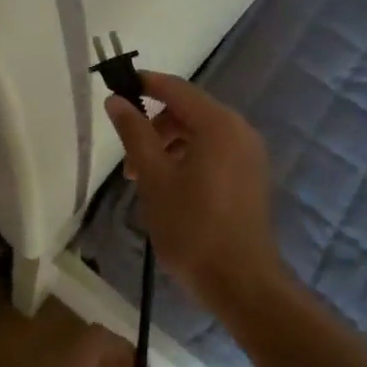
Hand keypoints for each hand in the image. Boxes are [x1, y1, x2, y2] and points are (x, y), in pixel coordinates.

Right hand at [104, 72, 285, 308]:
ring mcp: (250, 155)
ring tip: (145, 181)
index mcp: (219, 125)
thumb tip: (115, 100)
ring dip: (169, 146)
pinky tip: (171, 189)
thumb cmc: (192, 228)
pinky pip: (215, 152)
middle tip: (129, 161)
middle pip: (189, 111)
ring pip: (201, 134)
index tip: (115, 90)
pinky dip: (189, 158)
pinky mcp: (251, 177)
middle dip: (154, 127)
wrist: (242, 282)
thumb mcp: (154, 178)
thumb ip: (134, 134)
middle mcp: (240, 131)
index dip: (144, 84)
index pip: (175, 89)